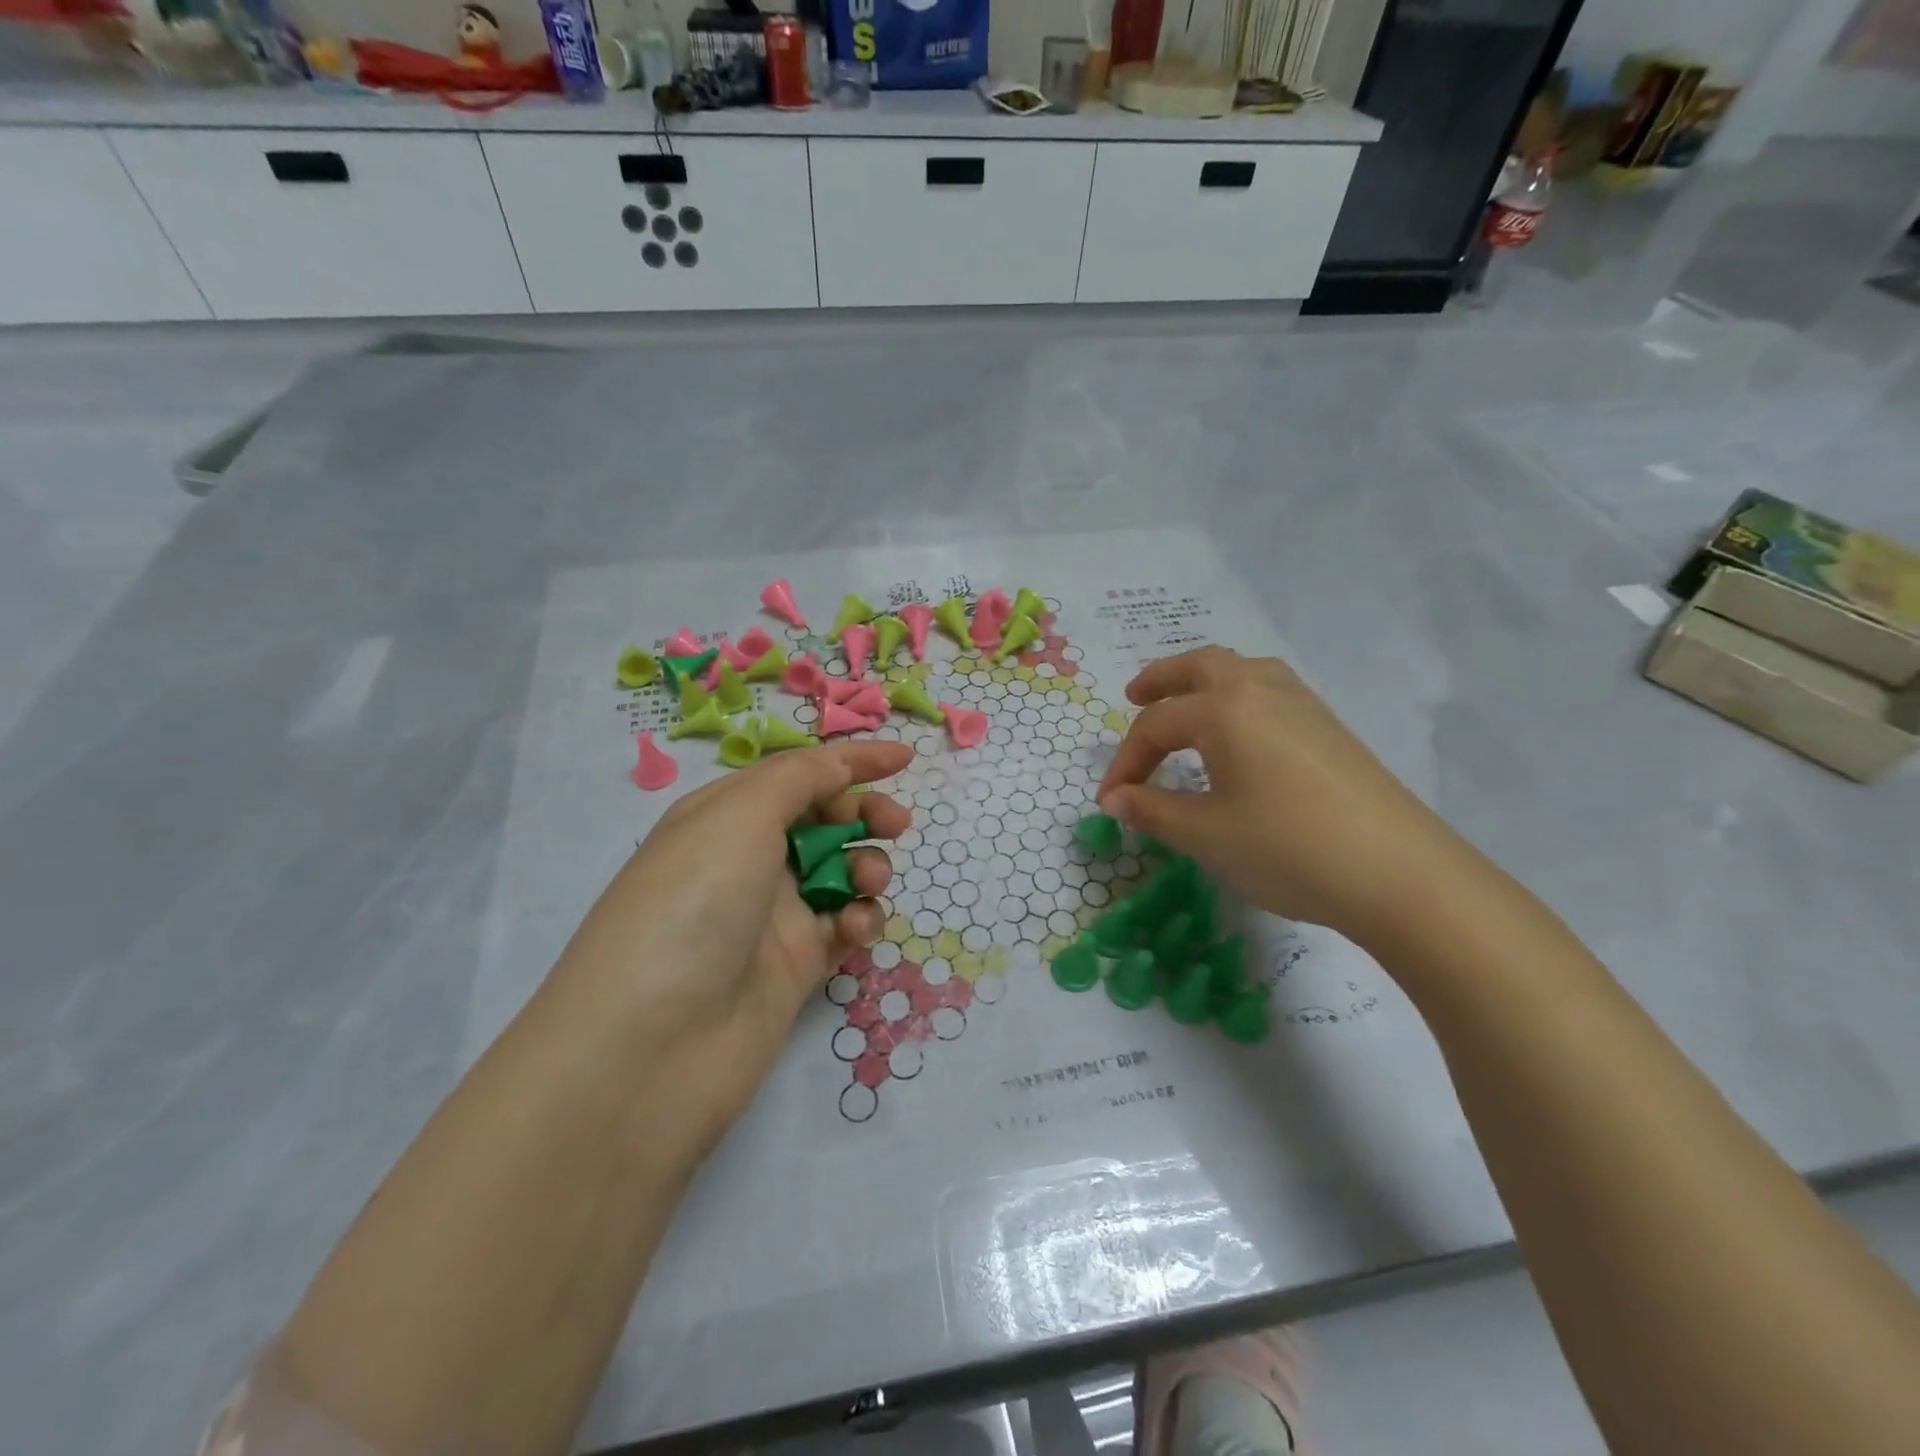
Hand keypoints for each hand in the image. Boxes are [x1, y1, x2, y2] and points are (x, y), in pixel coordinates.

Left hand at [544, 740, 912, 1151]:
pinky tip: (856, 930)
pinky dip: (859, 920)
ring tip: (869, 884)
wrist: (652, 1048)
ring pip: (840, 873)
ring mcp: (771, 916)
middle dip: (864, 814)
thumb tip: (838, 766)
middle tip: (896, 824)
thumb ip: (799, 779)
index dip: (851, 761)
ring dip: (867, 868)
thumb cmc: (692, 906)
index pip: (798, 774)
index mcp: (723, 815)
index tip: (906, 757)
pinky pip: (843, 926)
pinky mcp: (794, 966)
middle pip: (824, 820)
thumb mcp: (738, 818)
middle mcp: (746, 860)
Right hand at [1097, 648, 1471, 947]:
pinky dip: (1240, 695)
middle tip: (1133, 696)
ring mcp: (1304, 705)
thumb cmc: (1287, 849)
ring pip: (1243, 670)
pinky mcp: (1331, 728)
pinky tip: (1242, 731)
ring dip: (1205, 680)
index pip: (1156, 725)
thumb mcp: (1206, 835)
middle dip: (1161, 679)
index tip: (1110, 800)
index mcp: (1225, 709)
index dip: (1126, 761)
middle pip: (1201, 665)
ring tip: (1187, 704)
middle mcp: (1262, 691)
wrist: (1400, 875)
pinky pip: (1272, 690)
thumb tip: (1115, 800)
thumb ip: (1153, 810)